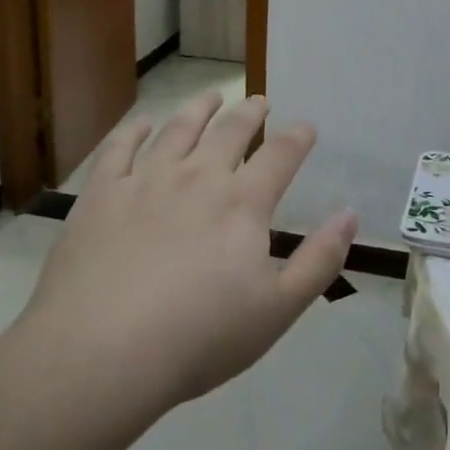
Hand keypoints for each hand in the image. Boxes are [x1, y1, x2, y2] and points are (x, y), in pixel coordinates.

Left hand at [19, 92, 356, 415]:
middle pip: (230, 132)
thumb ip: (319, 260)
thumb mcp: (278, 309)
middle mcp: (197, 177)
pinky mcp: (101, 193)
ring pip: (178, 128)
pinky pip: (119, 149)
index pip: (280, 156)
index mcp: (242, 203)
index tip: (306, 127)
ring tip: (211, 97)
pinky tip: (142, 125)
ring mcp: (145, 180)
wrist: (101, 352)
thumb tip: (349, 215)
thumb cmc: (199, 337)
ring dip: (199, 109)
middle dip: (250, 113)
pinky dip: (133, 131)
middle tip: (259, 102)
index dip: (297, 138)